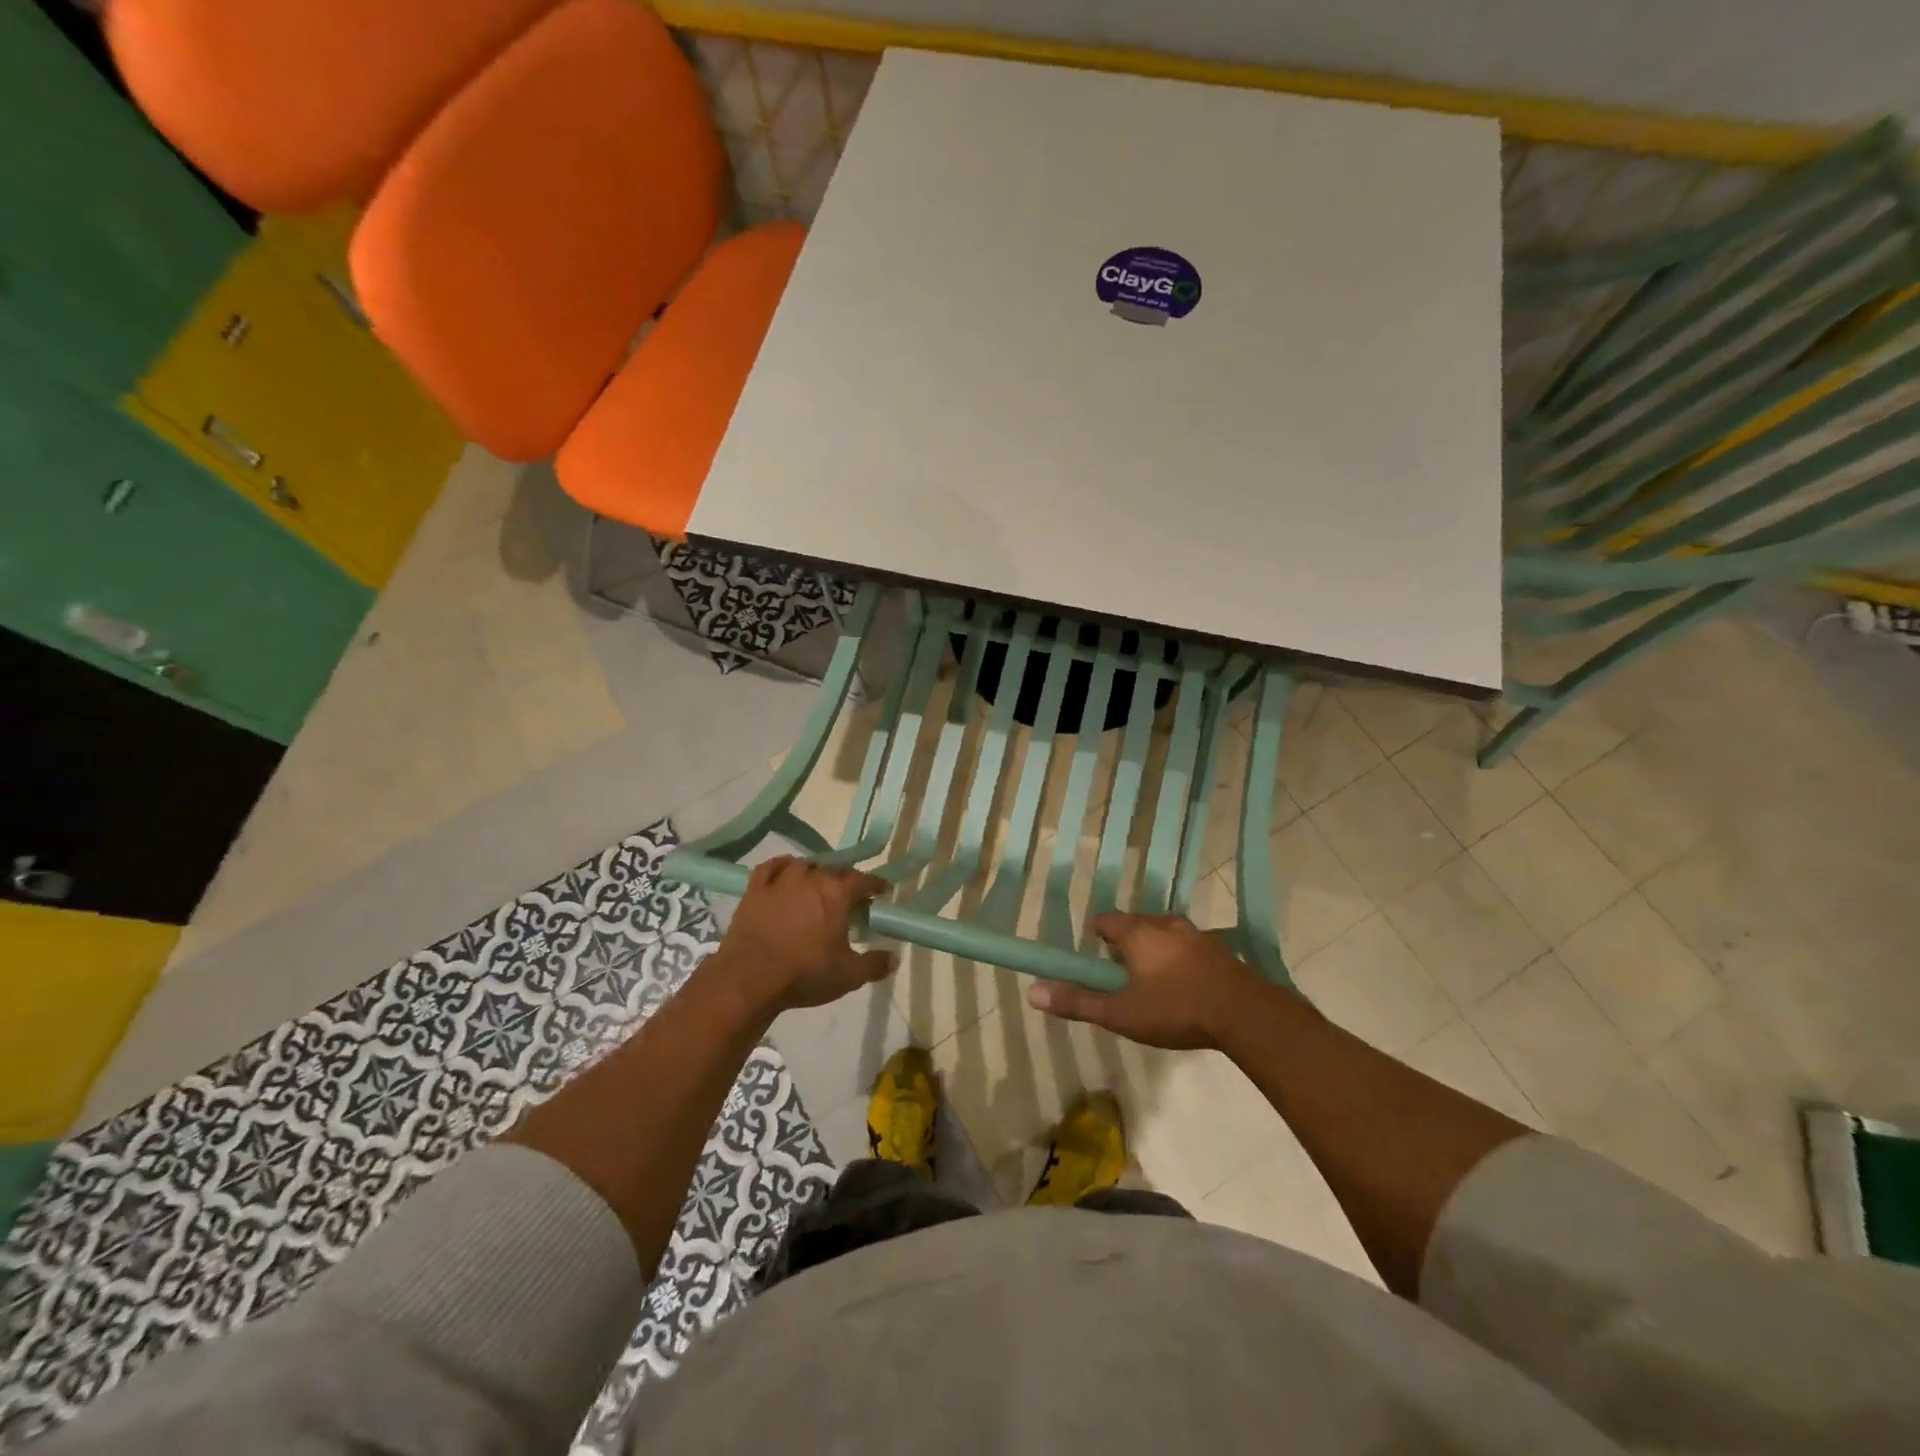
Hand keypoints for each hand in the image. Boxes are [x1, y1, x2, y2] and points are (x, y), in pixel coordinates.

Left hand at [711, 857, 893, 1015]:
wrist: (749, 978)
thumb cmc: (805, 973)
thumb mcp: (848, 975)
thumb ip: (875, 964)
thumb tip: (894, 958)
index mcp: (838, 893)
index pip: (864, 880)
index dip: (876, 885)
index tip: (883, 893)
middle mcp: (812, 877)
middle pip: (836, 871)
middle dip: (847, 882)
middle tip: (851, 900)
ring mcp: (781, 880)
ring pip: (806, 866)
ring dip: (816, 875)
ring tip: (818, 889)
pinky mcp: (756, 889)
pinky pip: (772, 867)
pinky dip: (783, 867)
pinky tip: (786, 874)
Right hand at [1026, 912, 1266, 1049]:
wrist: (1245, 1014)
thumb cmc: (1175, 1010)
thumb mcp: (1120, 1013)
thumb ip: (1078, 1002)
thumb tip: (1033, 992)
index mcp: (1137, 932)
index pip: (1105, 920)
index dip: (1098, 938)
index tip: (1099, 963)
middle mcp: (1164, 923)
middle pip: (1135, 924)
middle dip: (1126, 945)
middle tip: (1125, 978)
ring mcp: (1196, 933)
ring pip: (1164, 933)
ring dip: (1156, 950)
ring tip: (1156, 983)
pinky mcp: (1219, 948)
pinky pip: (1190, 946)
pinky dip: (1182, 959)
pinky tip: (1188, 987)